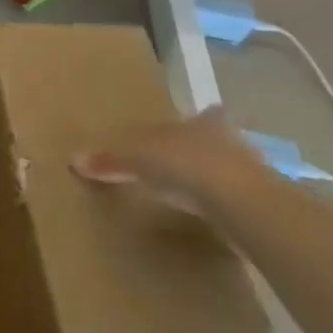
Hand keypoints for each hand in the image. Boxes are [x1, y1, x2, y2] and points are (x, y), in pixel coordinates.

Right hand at [75, 108, 269, 210]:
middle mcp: (230, 141)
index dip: (198, 119)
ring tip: (193, 192)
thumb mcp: (138, 158)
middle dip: (204, 149)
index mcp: (203, 122)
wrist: (244, 205)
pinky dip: (221, 207)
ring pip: (228, 171)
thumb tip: (74, 159)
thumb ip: (110, 159)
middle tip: (186, 162)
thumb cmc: (187, 165)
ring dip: (213, 179)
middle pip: (218, 141)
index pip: (203, 115)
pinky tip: (209, 217)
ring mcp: (250, 175)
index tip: (192, 125)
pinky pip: (233, 201)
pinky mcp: (258, 207)